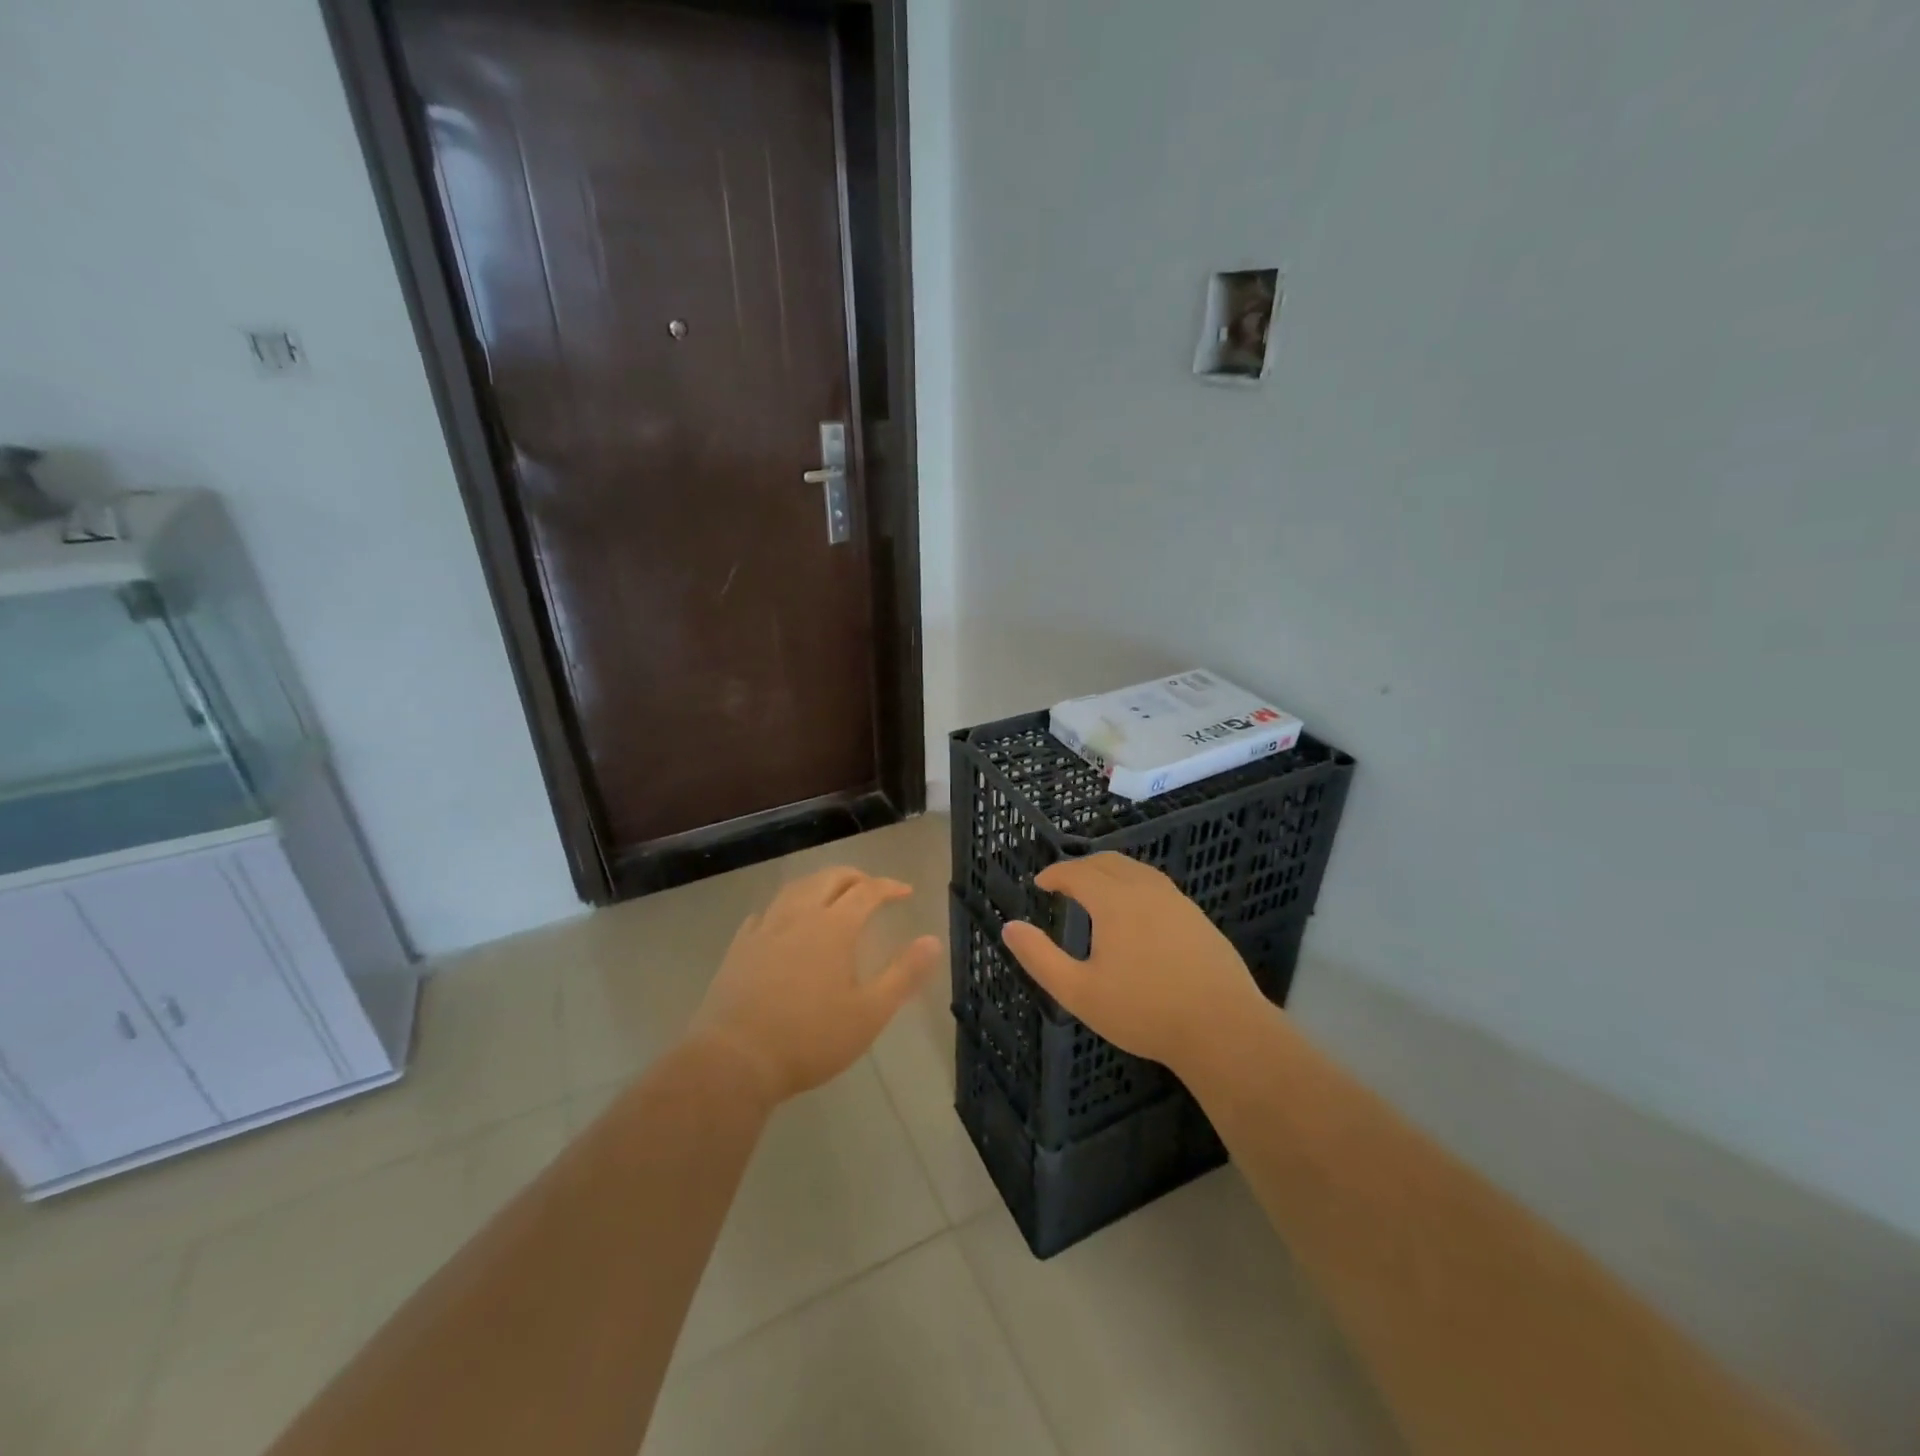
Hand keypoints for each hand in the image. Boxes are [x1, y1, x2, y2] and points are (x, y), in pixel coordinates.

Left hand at [690, 867, 939, 1104]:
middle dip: (855, 878)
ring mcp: (765, 929)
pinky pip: (765, 913)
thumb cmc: (810, 1039)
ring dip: (819, 884)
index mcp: (834, 927)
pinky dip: (784, 908)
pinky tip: (784, 922)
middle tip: (871, 889)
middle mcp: (799, 916)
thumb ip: (904, 974)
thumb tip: (932, 940)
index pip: (867, 891)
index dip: (889, 887)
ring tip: (831, 895)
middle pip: (829, 878)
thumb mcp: (869, 1013)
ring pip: (795, 889)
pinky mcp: (739, 947)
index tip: (905, 892)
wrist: (735, 1060)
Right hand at [1001, 853, 1266, 1076]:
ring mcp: (1176, 901)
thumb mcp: (1079, 992)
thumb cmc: (1144, 1011)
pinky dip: (1134, 885)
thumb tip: (1010, 927)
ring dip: (1109, 872)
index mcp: (1114, 900)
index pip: (1077, 872)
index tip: (1040, 883)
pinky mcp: (1197, 918)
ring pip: (1136, 870)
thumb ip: (1040, 958)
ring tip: (1096, 892)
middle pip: (1107, 861)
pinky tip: (1136, 913)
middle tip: (1064, 884)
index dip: (1054, 874)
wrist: (1223, 1028)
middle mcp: (1145, 889)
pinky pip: (1156, 886)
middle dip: (1080, 867)